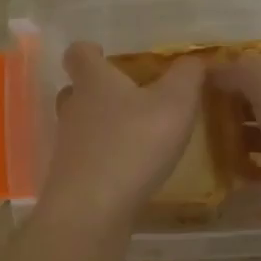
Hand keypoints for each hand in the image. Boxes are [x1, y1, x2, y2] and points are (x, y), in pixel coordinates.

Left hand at [39, 42, 205, 230]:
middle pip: (76, 90)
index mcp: (94, 82)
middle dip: (98, 91)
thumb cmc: (134, 144)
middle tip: (128, 97)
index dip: (89, 50)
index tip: (104, 53)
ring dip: (103, 127)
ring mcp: (68, 146)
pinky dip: (105, 159)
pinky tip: (130, 171)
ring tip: (136, 136)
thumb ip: (187, 76)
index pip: (78, 53)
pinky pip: (87, 159)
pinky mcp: (71, 179)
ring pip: (81, 126)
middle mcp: (74, 109)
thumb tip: (193, 58)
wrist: (93, 210)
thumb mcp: (175, 103)